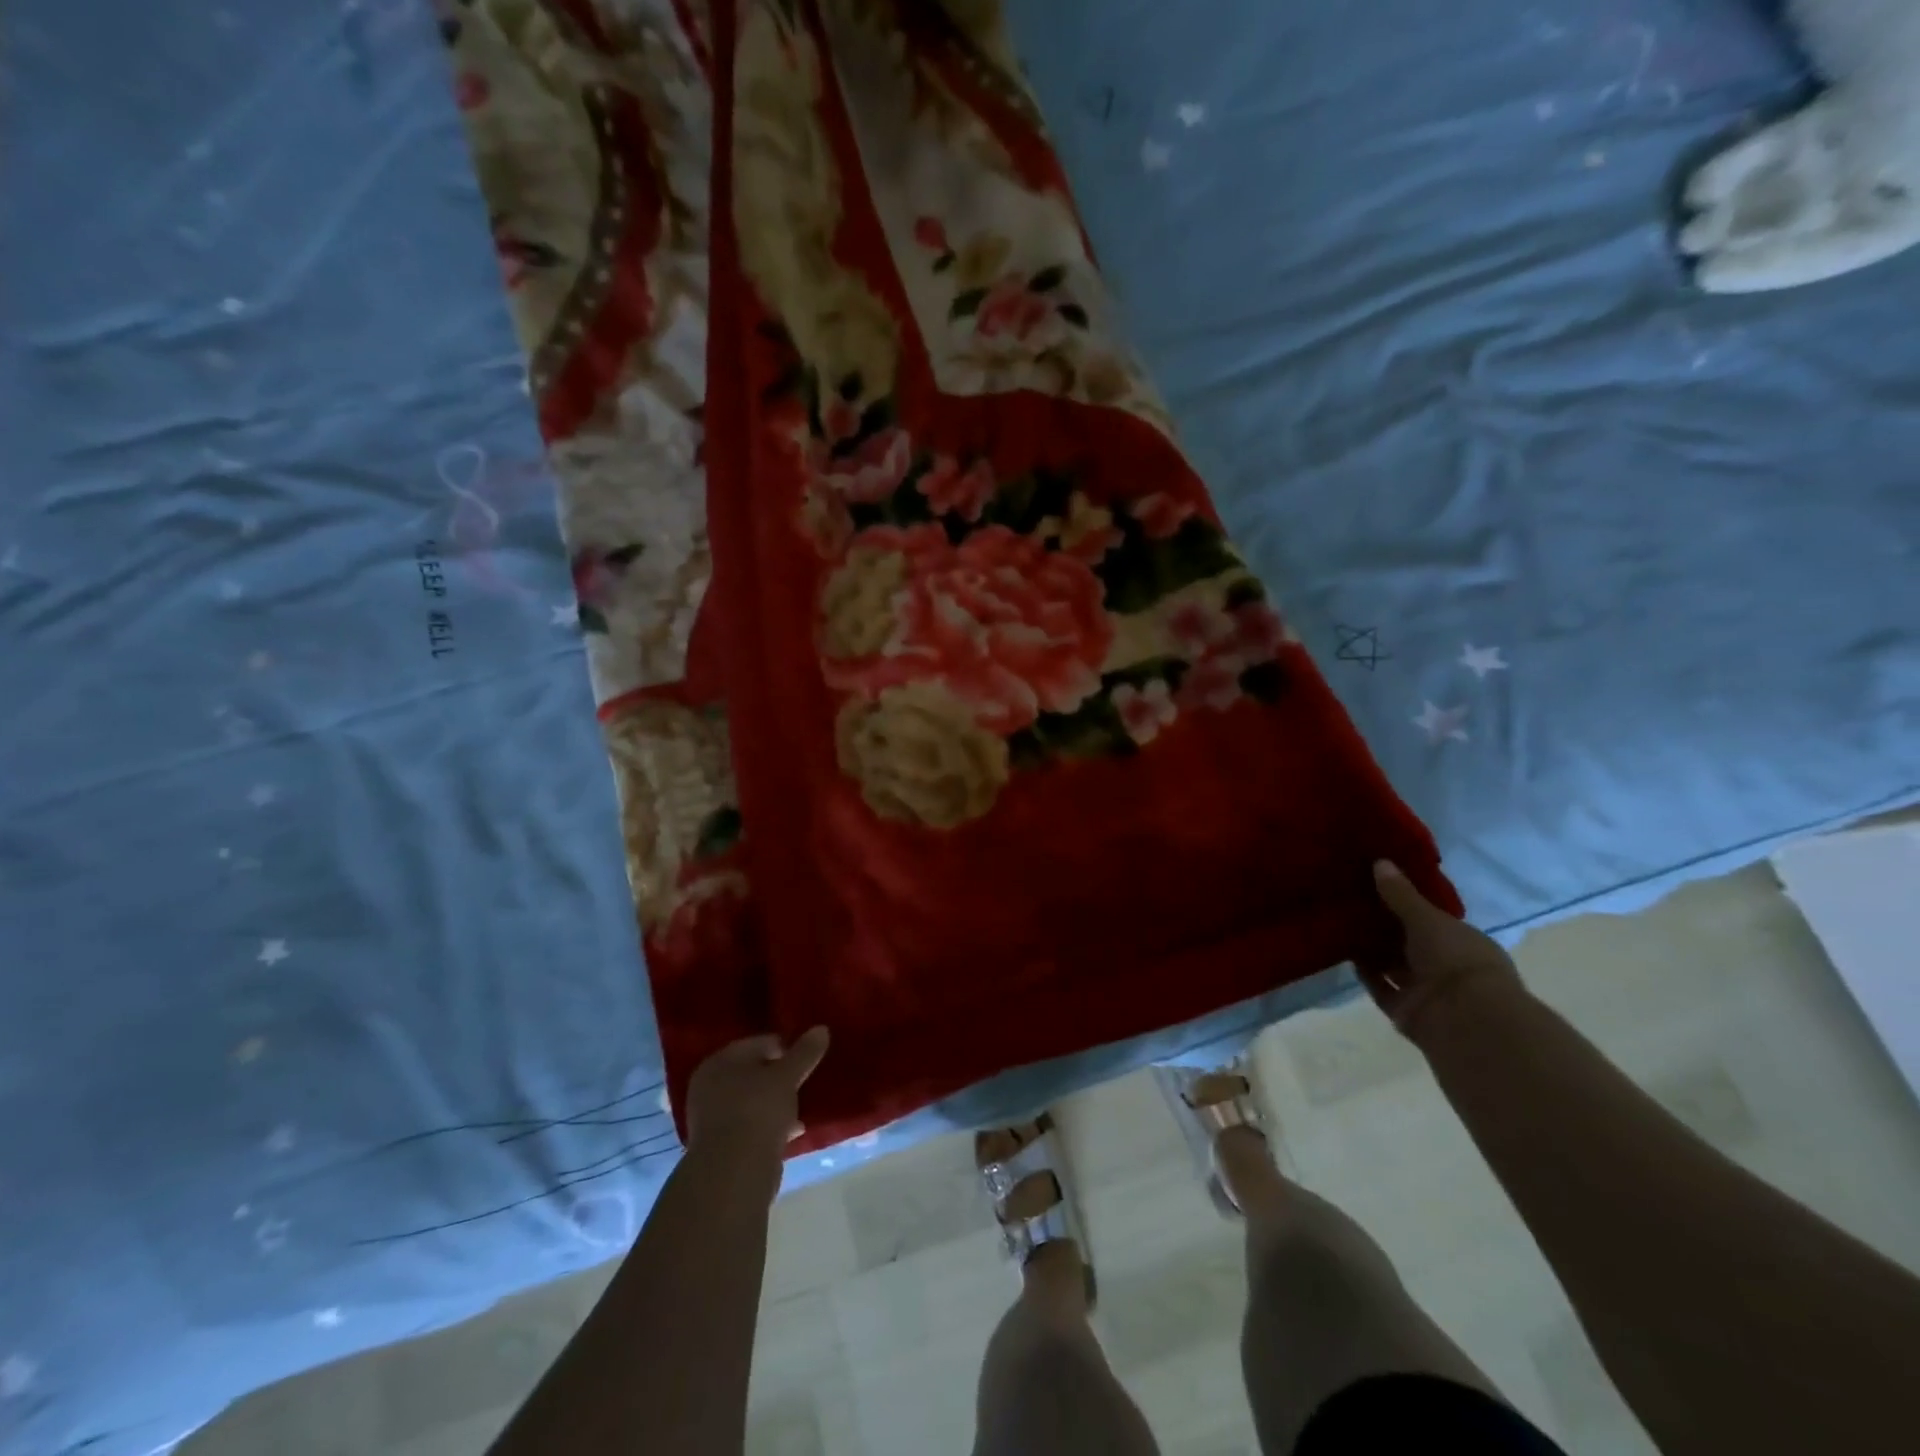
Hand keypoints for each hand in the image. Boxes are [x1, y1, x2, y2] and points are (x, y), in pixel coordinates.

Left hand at [685, 1028, 830, 1162]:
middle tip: (803, 1082)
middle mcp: (709, 1086)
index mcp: (719, 1061)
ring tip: (800, 1108)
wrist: (733, 1173)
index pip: (757, 1043)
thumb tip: (821, 1029)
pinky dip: (769, 1125)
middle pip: (752, 1072)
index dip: (784, 1047)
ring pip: (751, 1100)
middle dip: (778, 1077)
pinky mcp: (720, 1146)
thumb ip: (804, 1052)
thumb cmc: (757, 1110)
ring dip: (774, 1103)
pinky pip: (750, 1125)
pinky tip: (792, 1132)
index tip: (805, 1058)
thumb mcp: (787, 1076)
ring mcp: (711, 1118)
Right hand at [1360, 861, 1525, 1043]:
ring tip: (1341, 924)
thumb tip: (1380, 861)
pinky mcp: (1405, 1011)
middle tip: (1351, 902)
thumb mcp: (1427, 918)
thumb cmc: (1456, 960)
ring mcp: (1426, 991)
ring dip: (1372, 950)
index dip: (1407, 904)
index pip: (1433, 919)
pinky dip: (1365, 974)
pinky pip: (1380, 988)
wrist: (1465, 1020)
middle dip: (1384, 927)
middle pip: (1409, 942)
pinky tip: (1345, 953)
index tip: (1378, 886)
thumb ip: (1401, 894)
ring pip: (1393, 966)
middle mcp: (1446, 966)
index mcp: (1463, 942)